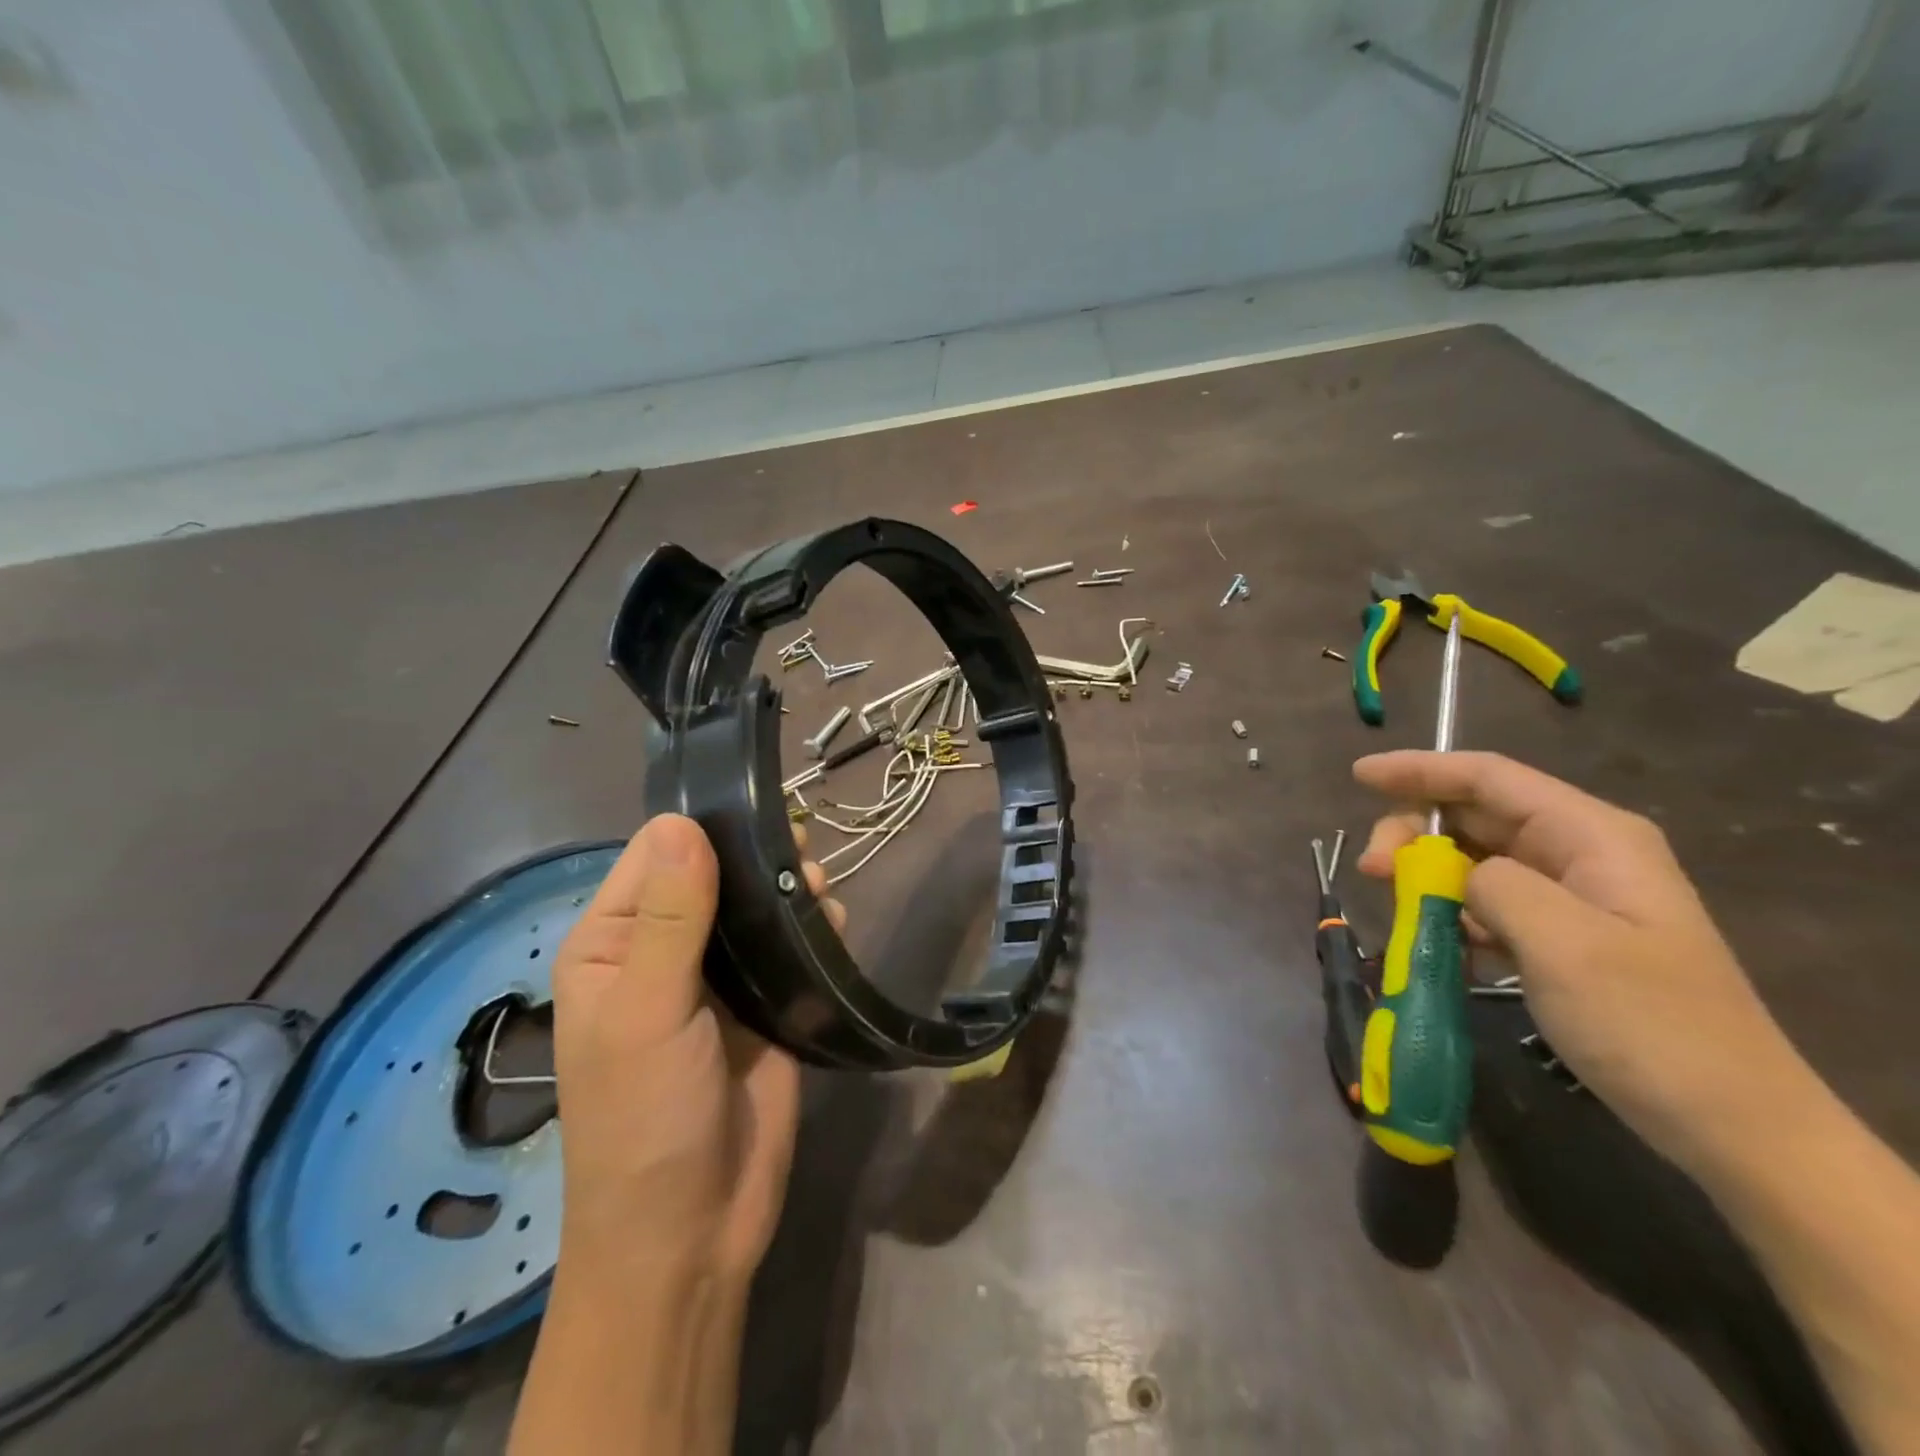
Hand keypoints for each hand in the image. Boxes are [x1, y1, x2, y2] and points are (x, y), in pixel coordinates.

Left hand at [547, 814, 844, 1287]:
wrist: (692, 1234)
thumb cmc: (645, 1120)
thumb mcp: (647, 1015)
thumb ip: (670, 919)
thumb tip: (681, 822)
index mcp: (615, 943)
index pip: (656, 855)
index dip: (704, 828)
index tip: (760, 812)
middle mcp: (664, 950)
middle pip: (714, 873)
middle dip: (758, 856)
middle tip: (803, 851)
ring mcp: (718, 978)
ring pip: (756, 906)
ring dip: (789, 888)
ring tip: (820, 888)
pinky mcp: (764, 1004)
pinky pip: (789, 946)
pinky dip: (812, 926)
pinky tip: (833, 923)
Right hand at [1353, 751, 1810, 1180]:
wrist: (1732, 1126)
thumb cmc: (1651, 1026)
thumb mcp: (1565, 945)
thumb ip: (1495, 885)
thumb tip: (1453, 872)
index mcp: (1592, 836)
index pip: (1488, 778)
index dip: (1419, 770)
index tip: (1358, 777)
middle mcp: (1579, 853)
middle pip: (1473, 815)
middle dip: (1413, 832)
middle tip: (1373, 872)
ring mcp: (1571, 896)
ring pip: (1472, 859)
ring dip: (1426, 877)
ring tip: (1402, 913)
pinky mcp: (1559, 937)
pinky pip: (1485, 904)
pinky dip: (1450, 913)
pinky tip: (1437, 943)